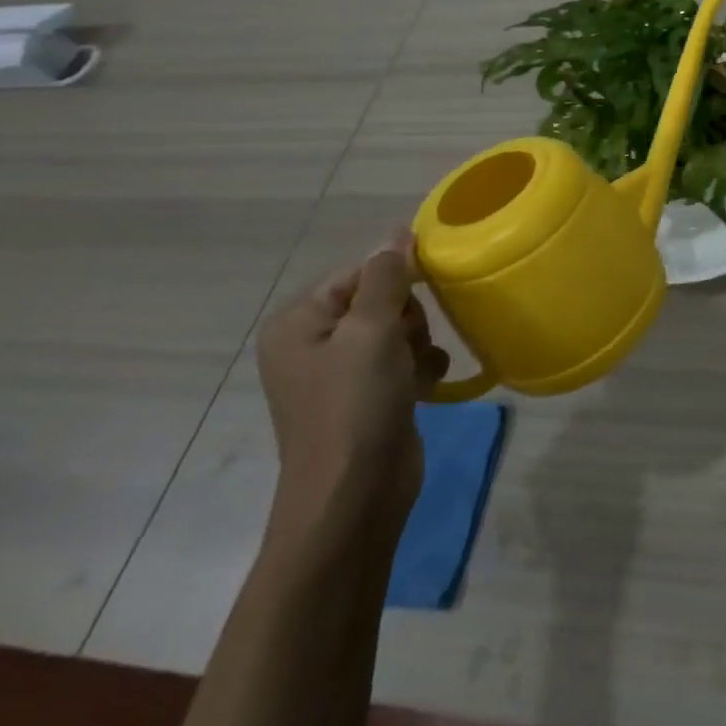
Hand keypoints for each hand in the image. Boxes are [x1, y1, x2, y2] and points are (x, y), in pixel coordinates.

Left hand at [255, 230, 450, 551]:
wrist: (355, 495)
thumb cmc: (357, 404)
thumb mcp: (373, 330)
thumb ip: (387, 276)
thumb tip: (397, 231)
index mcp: (298, 322)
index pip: (359, 272)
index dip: (397, 279)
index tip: (427, 292)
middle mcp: (313, 344)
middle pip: (380, 299)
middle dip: (409, 315)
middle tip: (411, 341)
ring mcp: (340, 373)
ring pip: (397, 329)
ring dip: (420, 342)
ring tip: (420, 367)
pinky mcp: (367, 397)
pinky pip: (402, 361)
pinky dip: (420, 367)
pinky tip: (427, 384)